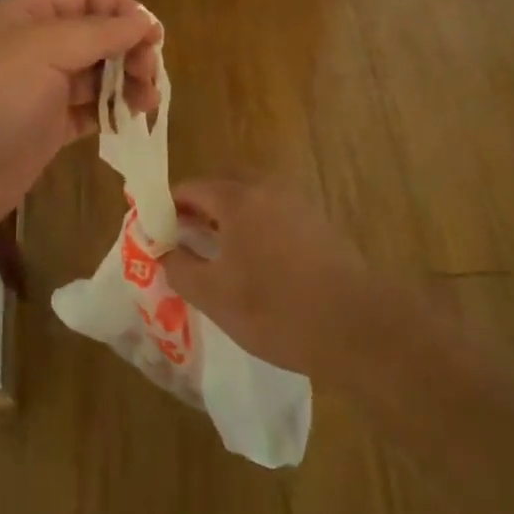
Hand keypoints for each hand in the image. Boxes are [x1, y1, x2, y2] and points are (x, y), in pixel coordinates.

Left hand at [0, 0, 160, 268]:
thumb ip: (98, 32)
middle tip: (150, 75)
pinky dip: (111, 112)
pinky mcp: (45, 129)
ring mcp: (39, 90)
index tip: (154, 34)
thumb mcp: (43, 50)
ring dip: (125, 82)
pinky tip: (129, 120)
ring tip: (147, 102)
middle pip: (94, 35)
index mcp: (26, 16)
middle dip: (128, 48)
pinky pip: (87, 112)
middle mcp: (33, 47)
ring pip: (95, 75)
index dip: (120, 9)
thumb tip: (144, 22)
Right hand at [160, 180, 374, 379]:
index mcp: (237, 198)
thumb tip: (165, 251)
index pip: (190, 188)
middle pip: (221, 187)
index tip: (153, 231)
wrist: (359, 327)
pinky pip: (273, 215)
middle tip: (182, 240)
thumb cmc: (277, 309)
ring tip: (215, 254)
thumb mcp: (215, 296)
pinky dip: (254, 229)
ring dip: (227, 218)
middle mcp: (267, 189)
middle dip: (197, 209)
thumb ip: (180, 268)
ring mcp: (297, 204)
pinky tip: (254, 264)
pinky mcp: (319, 225)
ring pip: (250, 200)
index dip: (165, 207)